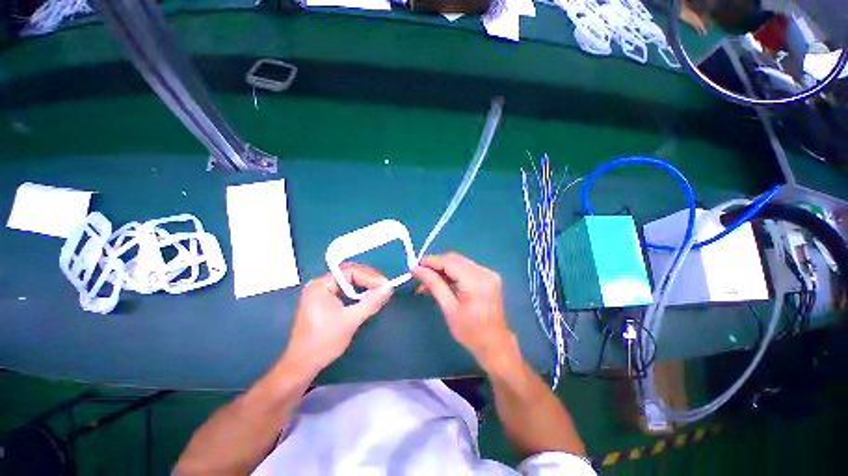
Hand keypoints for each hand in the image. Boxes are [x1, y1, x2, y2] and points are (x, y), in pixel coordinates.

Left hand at [280, 264, 392, 373]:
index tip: (385, 285)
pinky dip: (357, 292)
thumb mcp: (350, 321)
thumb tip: (389, 288)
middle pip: (348, 273)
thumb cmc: (324, 342)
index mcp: (321, 285)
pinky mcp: (323, 301)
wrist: (302, 365)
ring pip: (347, 281)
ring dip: (364, 284)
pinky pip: (344, 290)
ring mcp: (320, 293)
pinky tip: (366, 297)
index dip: (370, 276)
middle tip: (384, 286)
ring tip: (378, 290)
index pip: (350, 271)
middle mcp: (319, 284)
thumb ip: (371, 302)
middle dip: (368, 278)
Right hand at [412, 253, 514, 368]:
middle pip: (455, 259)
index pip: (450, 262)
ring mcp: (488, 273)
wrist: (494, 344)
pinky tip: (441, 283)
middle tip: (419, 275)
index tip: (415, 266)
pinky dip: (452, 273)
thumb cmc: (470, 332)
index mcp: (477, 281)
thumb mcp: (448, 308)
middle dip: (435, 265)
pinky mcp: (488, 277)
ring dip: (442, 270)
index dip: (431, 261)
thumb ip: (433, 284)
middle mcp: (484, 272)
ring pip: (459, 263)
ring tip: (427, 283)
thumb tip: (416, 269)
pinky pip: (465, 269)